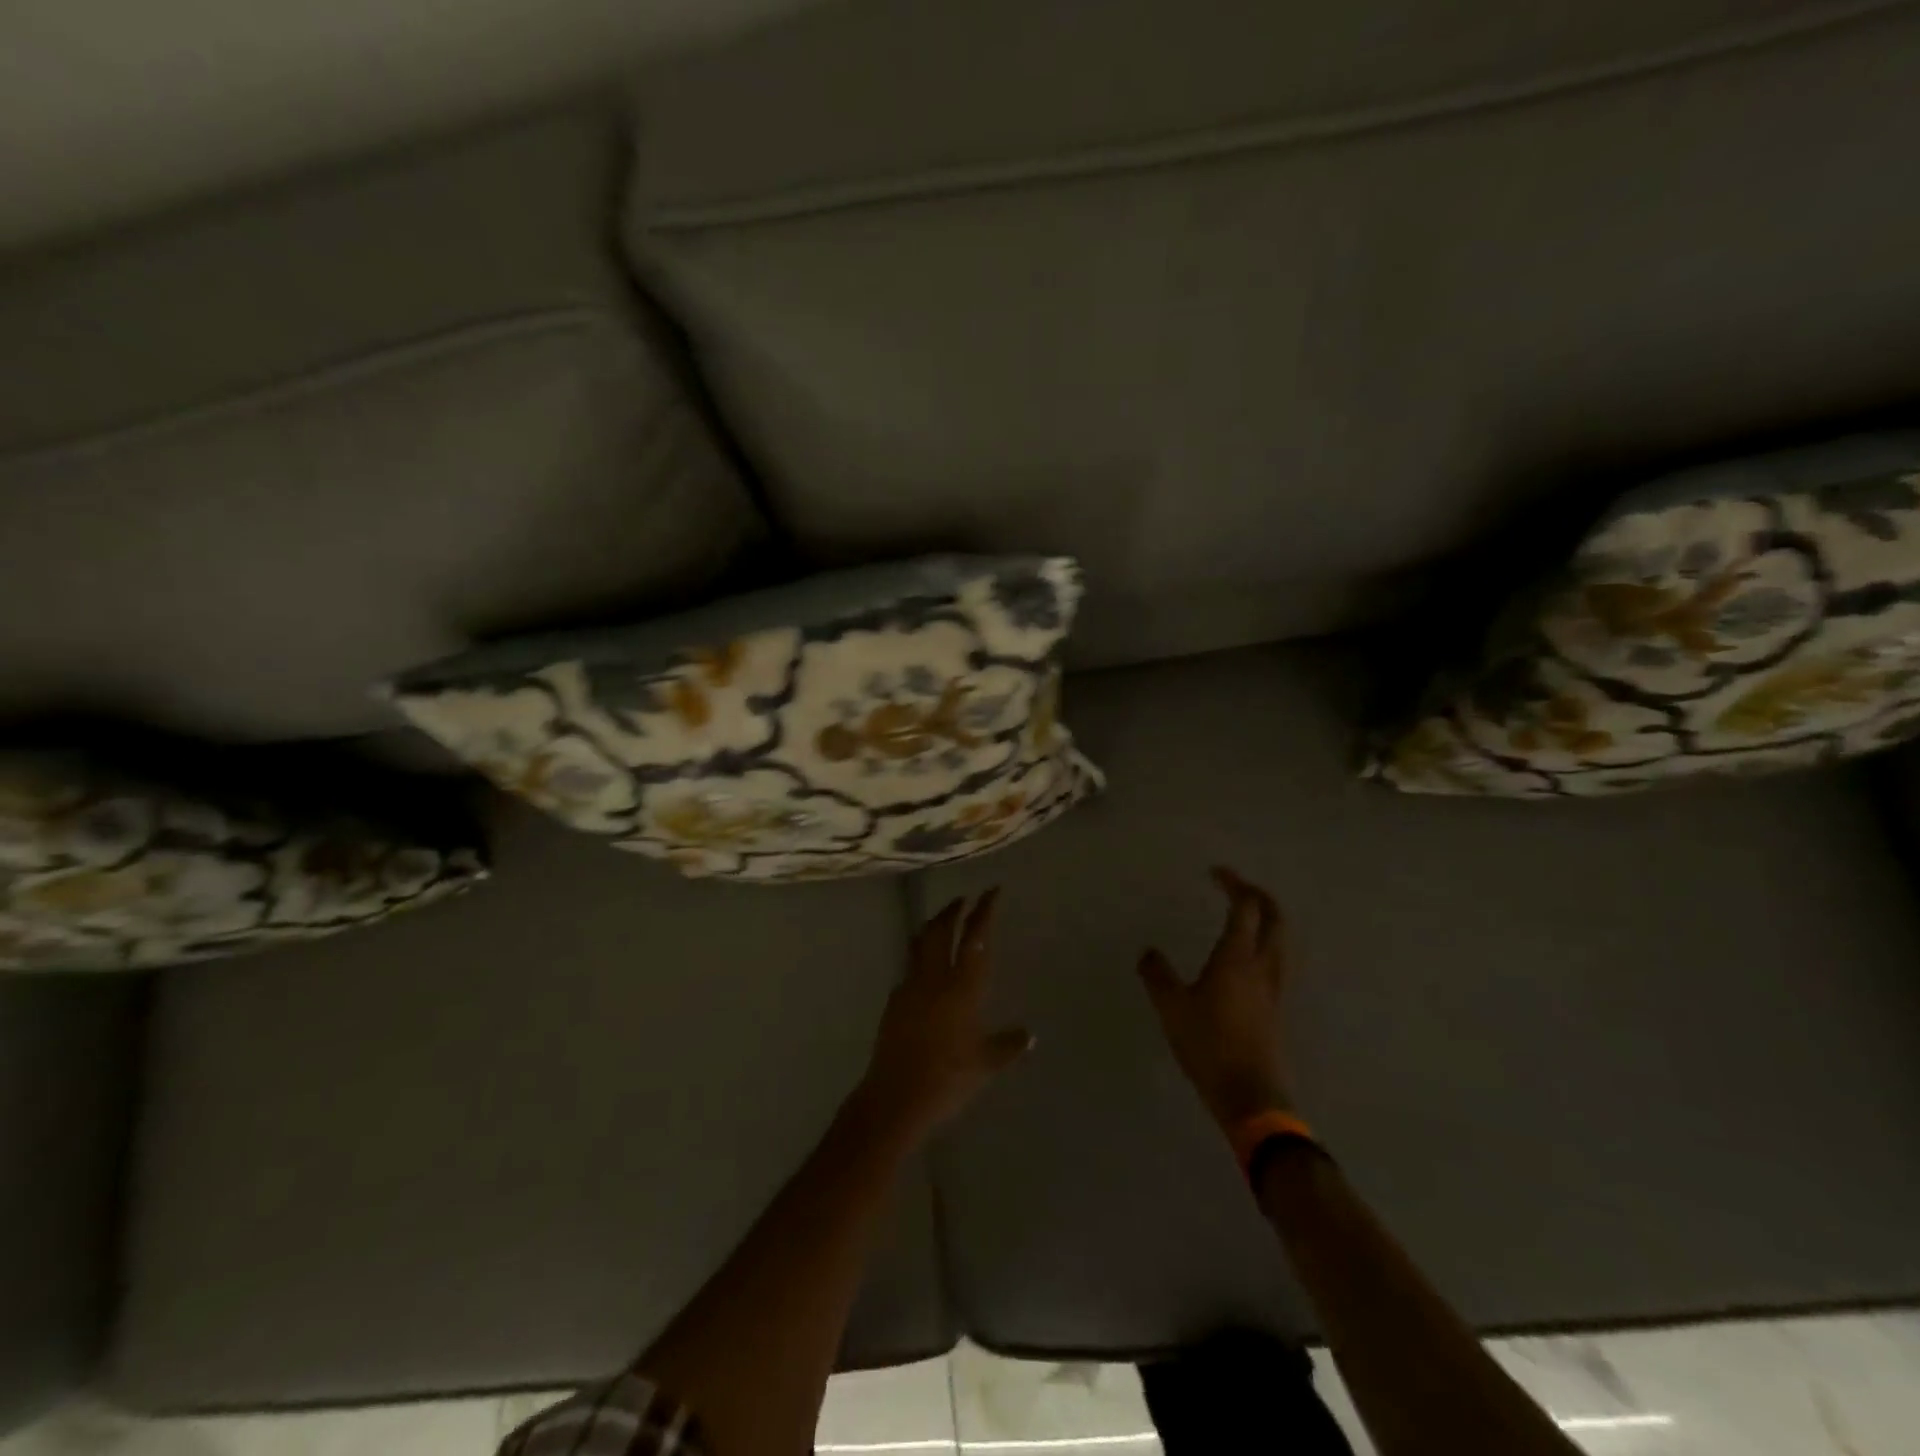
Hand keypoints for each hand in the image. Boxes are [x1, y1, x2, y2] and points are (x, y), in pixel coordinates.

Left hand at [858, 890, 1033, 1141]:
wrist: (896, 1097)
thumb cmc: (948, 1078)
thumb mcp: (986, 1064)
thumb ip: (1009, 1045)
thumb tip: (1029, 1035)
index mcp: (963, 987)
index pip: (975, 938)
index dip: (984, 911)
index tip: (991, 891)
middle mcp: (935, 977)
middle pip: (942, 930)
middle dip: (954, 910)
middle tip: (964, 899)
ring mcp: (910, 986)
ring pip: (921, 942)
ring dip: (933, 925)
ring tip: (942, 919)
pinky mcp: (894, 1000)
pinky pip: (909, 966)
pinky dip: (919, 954)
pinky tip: (925, 966)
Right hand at [1138, 867, 1293, 1130]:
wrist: (1251, 1095)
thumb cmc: (1209, 1045)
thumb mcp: (1172, 1008)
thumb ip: (1158, 976)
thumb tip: (1148, 952)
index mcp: (1237, 958)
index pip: (1245, 907)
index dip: (1233, 884)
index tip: (1215, 873)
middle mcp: (1262, 966)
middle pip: (1275, 918)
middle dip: (1260, 895)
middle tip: (1237, 887)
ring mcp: (1275, 988)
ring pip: (1282, 940)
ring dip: (1268, 919)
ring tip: (1246, 916)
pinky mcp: (1277, 1008)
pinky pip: (1277, 962)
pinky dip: (1266, 945)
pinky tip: (1247, 959)